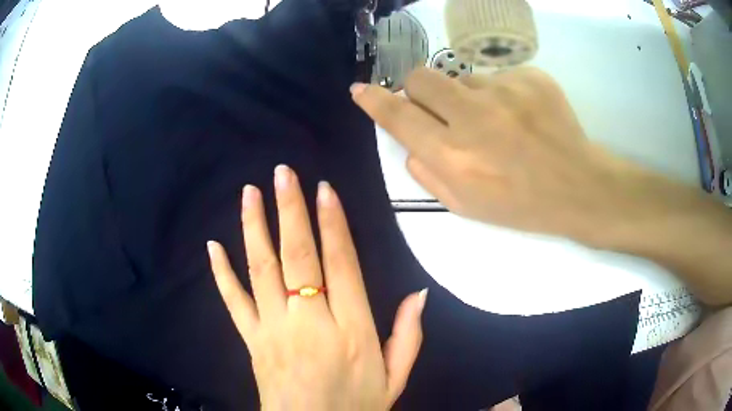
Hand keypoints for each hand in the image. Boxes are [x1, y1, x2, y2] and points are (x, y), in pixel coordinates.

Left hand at [207, 165, 425, 409]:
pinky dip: (221, 273)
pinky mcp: (252, 341)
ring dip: (255, 227)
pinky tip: (212, 246)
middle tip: (283, 173)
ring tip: (251, 193)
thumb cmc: (356, 408)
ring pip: (262, 270)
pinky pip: (233, 302)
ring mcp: (274, 329)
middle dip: (291, 210)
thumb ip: (408, 337)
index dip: (333, 224)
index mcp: (352, 330)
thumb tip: (419, 294)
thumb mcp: (394, 379)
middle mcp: (310, 322)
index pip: (341, 264)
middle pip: (298, 256)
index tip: (324, 190)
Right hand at [351, 67, 682, 245]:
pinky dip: (501, 94)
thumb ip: (428, 173)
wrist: (578, 187)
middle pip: (422, 77)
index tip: (360, 90)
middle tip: (440, 106)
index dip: (375, 101)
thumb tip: (410, 141)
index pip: (399, 117)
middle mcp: (474, 118)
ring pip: (463, 78)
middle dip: (421, 89)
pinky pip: (498, 77)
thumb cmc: (520, 205)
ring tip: (498, 121)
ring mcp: (505, 92)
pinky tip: (522, 116)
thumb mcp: (466, 206)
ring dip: (469, 97)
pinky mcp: (530, 77)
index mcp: (455, 158)